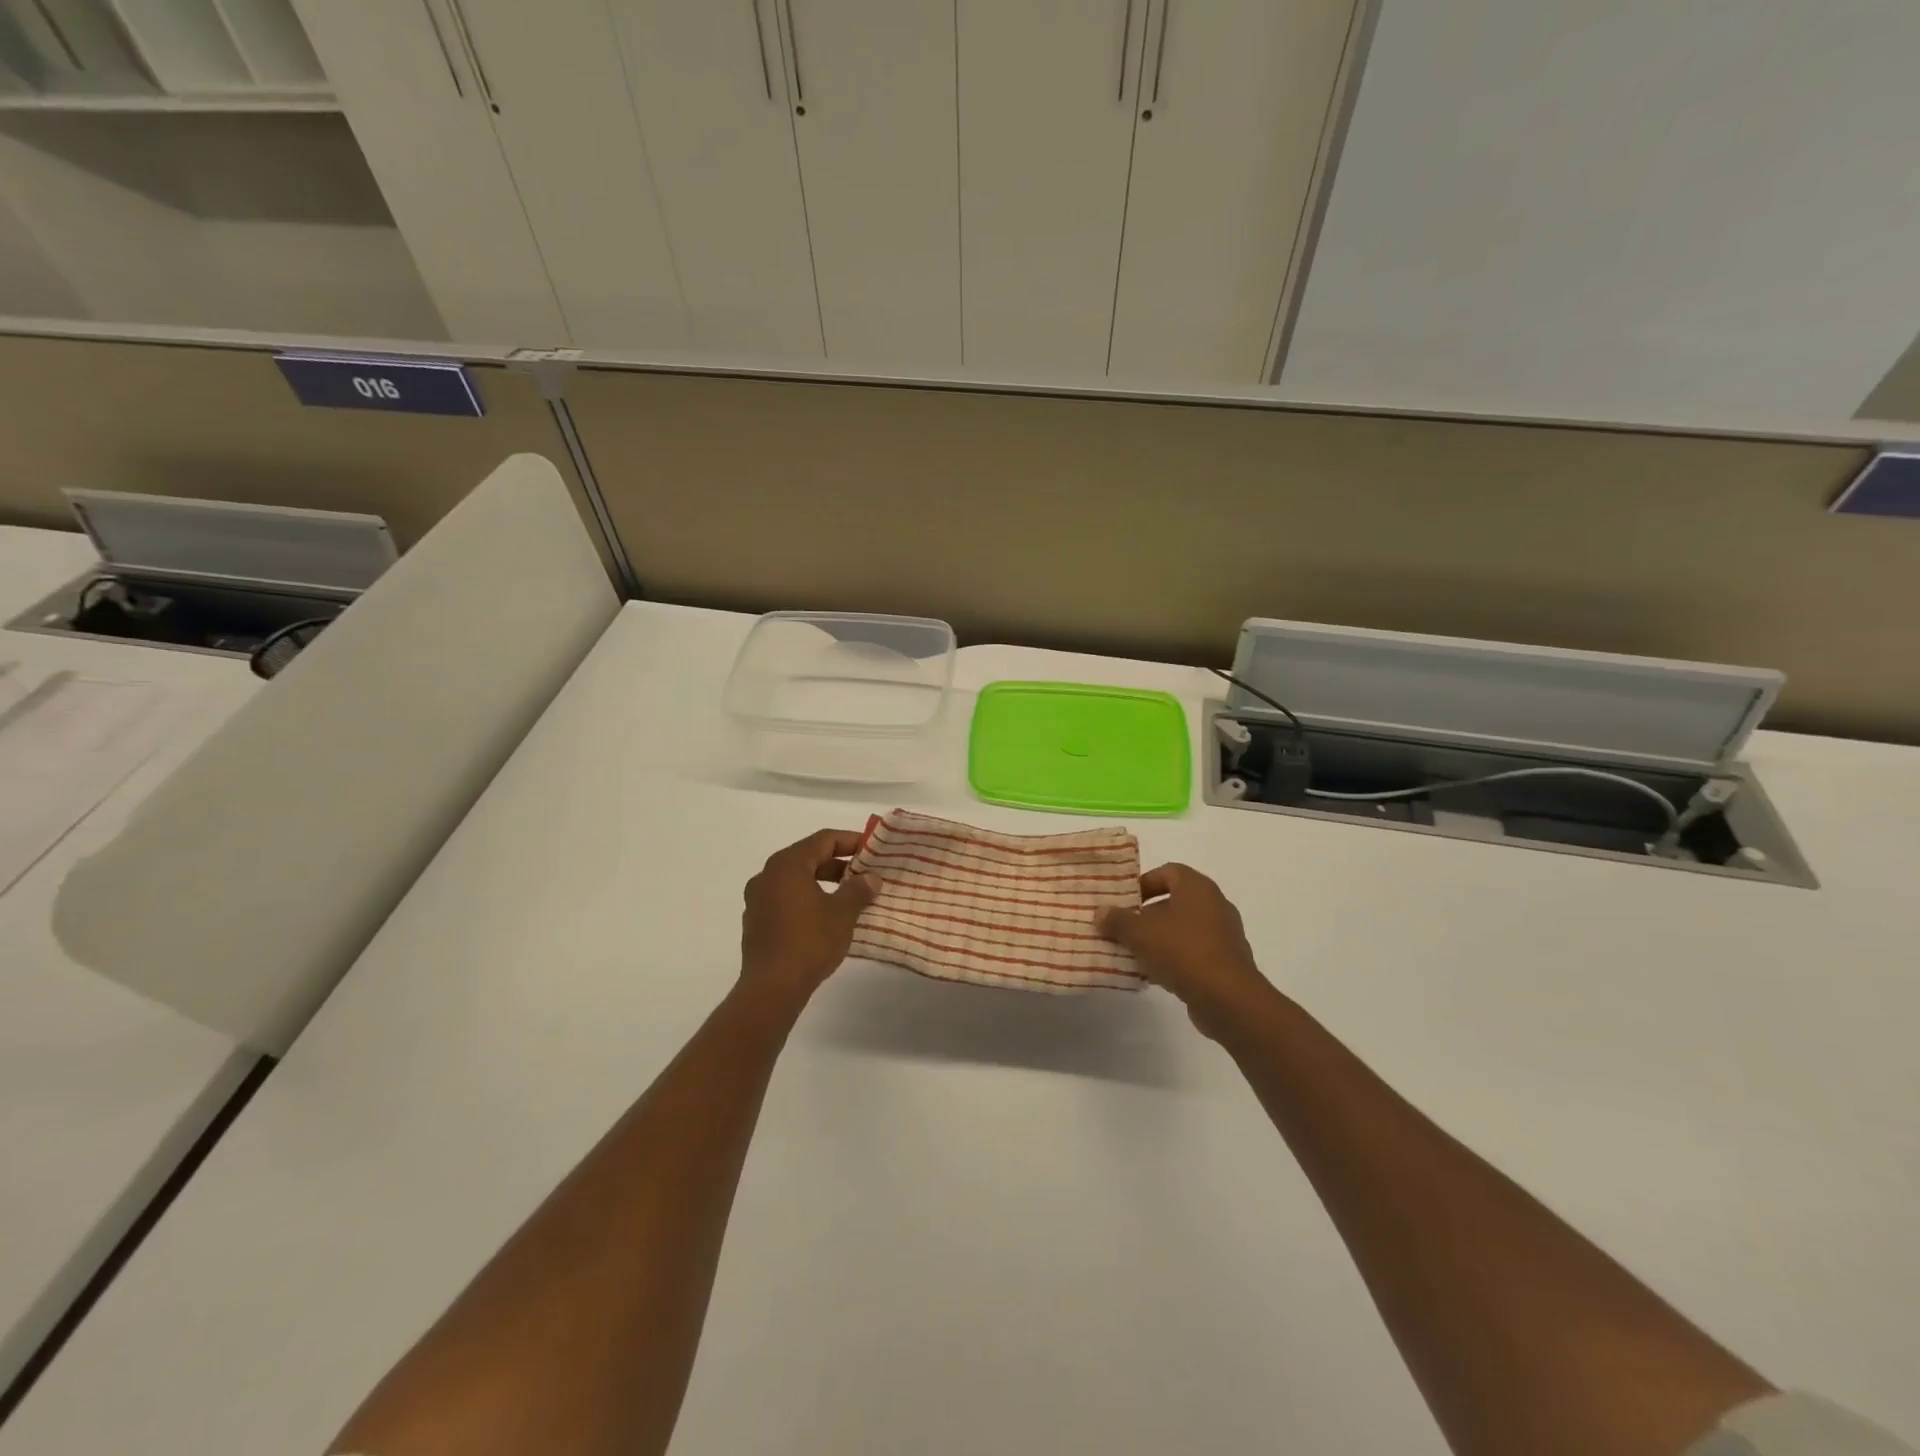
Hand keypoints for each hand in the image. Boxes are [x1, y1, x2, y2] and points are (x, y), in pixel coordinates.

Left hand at [740, 829, 876, 1002]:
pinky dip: (806, 899)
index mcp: (787, 865)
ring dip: (822, 882)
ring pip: (795, 879)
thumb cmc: (809, 942)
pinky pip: (785, 898)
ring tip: (848, 896)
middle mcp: (767, 875)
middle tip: (863, 873)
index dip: (850, 840)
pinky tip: (824, 917)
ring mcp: (757, 899)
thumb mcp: (842, 913)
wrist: (771, 988)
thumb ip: (858, 890)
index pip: (823, 839)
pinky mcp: (756, 921)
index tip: (871, 849)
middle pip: (807, 857)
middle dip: (837, 863)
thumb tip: (871, 878)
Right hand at [1096, 863, 1273, 1035]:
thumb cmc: (1182, 951)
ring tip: (1134, 954)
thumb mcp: (1140, 933)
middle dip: (1147, 915)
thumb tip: (1101, 912)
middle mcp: (1215, 905)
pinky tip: (1154, 975)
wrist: (1227, 998)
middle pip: (1175, 902)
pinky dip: (1174, 959)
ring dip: (1159, 939)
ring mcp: (1224, 935)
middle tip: (1124, 929)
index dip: (1144, 883)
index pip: (1168, 872)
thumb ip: (1118, 920)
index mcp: (1197, 887)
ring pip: (1183, 930)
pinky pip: (1194, 953)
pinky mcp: (1227, 963)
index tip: (1124, 901)